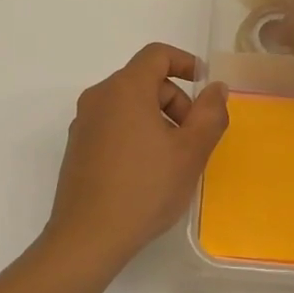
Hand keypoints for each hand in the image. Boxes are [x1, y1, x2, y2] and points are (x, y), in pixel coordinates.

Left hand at [41, 43, 229, 274]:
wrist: (87, 237)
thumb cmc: (144, 188)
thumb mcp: (190, 152)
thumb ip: (210, 113)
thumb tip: (216, 88)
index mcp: (125, 89)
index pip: (157, 54)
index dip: (186, 62)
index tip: (206, 87)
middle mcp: (99, 97)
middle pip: (144, 80)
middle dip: (175, 101)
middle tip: (193, 138)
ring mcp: (84, 122)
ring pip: (128, 104)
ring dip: (157, 119)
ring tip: (172, 159)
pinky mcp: (77, 146)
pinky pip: (113, 124)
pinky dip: (135, 133)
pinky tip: (146, 171)